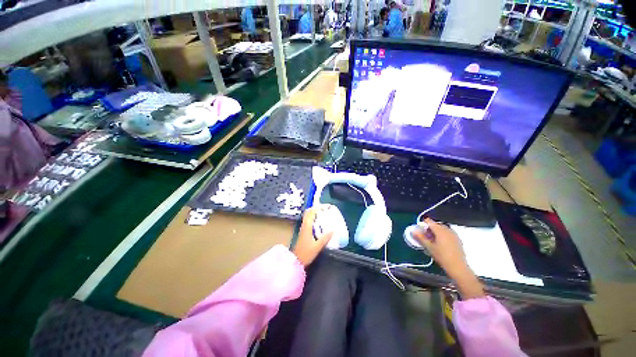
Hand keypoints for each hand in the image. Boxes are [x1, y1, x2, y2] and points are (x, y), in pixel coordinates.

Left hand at [292, 205, 333, 266]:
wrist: (296, 261)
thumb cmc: (306, 253)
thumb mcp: (317, 246)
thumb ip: (325, 238)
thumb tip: (333, 230)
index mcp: (307, 226)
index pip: (312, 212)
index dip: (319, 207)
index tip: (327, 206)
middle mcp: (304, 225)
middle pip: (309, 212)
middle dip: (317, 208)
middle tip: (326, 208)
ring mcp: (303, 228)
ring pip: (308, 216)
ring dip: (315, 212)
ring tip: (324, 213)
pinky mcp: (304, 231)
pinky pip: (309, 220)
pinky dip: (314, 218)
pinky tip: (320, 222)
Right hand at [412, 218, 484, 298]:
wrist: (458, 267)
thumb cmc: (442, 256)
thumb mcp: (429, 247)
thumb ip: (420, 238)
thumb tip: (413, 231)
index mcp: (439, 230)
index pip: (429, 221)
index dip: (423, 225)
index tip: (420, 232)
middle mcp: (447, 229)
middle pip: (435, 224)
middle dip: (429, 229)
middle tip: (426, 237)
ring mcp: (454, 234)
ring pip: (442, 229)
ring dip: (436, 232)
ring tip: (433, 241)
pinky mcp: (458, 239)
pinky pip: (448, 233)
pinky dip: (443, 236)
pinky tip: (441, 245)